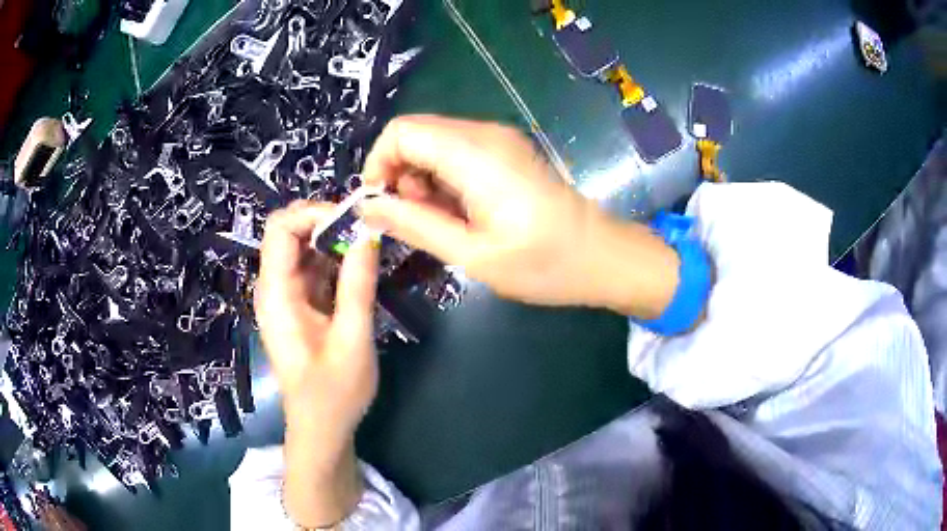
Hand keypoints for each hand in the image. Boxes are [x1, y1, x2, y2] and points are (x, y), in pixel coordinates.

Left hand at [255, 200, 378, 526]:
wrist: (321, 428)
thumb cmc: (334, 393)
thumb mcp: (353, 339)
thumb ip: (358, 285)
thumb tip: (368, 234)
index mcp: (277, 294)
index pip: (281, 228)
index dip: (314, 214)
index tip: (354, 223)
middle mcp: (274, 288)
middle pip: (290, 232)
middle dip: (326, 223)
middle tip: (366, 232)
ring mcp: (286, 296)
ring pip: (303, 247)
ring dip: (333, 240)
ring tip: (368, 246)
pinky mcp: (299, 304)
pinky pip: (313, 267)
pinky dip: (335, 259)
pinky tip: (359, 267)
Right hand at [360, 115, 679, 317]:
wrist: (602, 255)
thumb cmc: (544, 263)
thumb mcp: (472, 254)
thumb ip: (414, 225)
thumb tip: (366, 207)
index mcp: (475, 153)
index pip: (402, 131)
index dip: (379, 164)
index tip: (381, 206)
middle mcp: (485, 133)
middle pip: (415, 133)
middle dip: (399, 173)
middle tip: (416, 219)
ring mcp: (499, 138)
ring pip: (434, 142)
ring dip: (421, 179)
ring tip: (441, 221)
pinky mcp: (506, 150)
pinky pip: (456, 151)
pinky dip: (443, 178)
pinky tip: (459, 212)